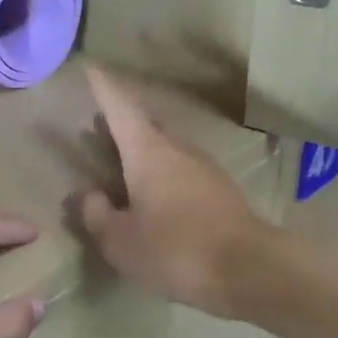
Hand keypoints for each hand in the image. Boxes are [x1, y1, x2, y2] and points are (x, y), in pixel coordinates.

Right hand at [77, 66, 274, 318]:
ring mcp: (205, 168)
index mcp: (148, 152)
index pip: (120, 107)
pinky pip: (182, 171)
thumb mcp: (120, 241)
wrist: (249, 270)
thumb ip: (97, 215)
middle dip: (121, 121)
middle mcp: (178, 150)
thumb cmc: (175, 250)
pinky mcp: (221, 192)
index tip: (90, 66)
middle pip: (145, 125)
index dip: (103, 87)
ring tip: (122, 161)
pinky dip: (162, 173)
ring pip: (166, 148)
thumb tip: (87, 194)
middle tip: (98, 124)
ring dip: (143, 149)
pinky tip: (155, 195)